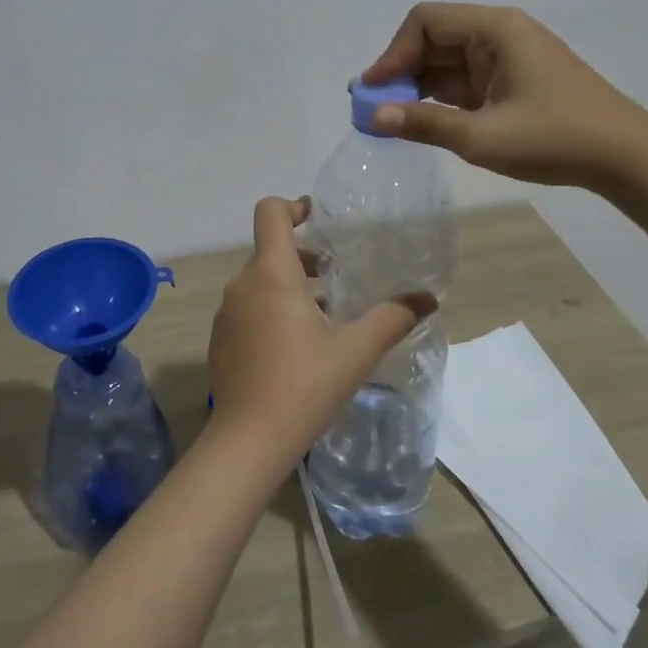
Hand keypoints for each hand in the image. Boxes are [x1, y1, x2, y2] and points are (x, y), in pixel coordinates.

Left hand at [207, 197, 435, 476]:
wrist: (248, 440)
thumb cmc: (304, 385)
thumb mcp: (356, 351)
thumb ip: (392, 318)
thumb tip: (428, 298)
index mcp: (272, 274)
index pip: (270, 213)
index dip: (293, 207)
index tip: (318, 219)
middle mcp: (242, 284)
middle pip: (269, 250)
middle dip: (303, 256)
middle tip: (335, 277)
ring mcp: (226, 313)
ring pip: (259, 281)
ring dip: (289, 286)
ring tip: (323, 315)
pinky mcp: (220, 339)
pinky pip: (247, 308)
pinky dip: (270, 311)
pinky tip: (295, 347)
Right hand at [362, 2, 647, 188]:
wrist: (626, 158)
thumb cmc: (555, 138)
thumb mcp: (482, 136)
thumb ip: (424, 123)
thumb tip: (373, 117)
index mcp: (495, 29)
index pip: (425, 22)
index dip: (392, 53)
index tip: (372, 90)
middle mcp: (498, 34)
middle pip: (433, 38)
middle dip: (399, 70)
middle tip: (372, 107)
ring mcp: (506, 58)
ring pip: (446, 61)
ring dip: (416, 86)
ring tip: (388, 118)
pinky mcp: (511, 81)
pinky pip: (463, 80)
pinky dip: (438, 98)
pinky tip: (419, 120)